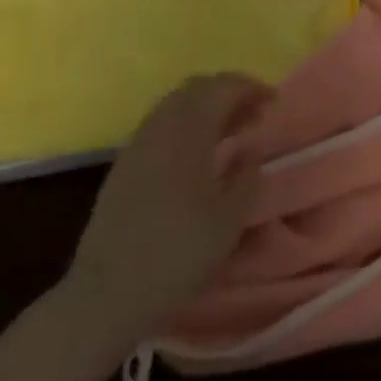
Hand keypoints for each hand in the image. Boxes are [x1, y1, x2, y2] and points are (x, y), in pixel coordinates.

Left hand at [67, 73, 271, 334]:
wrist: (106, 294)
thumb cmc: (178, 253)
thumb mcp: (230, 219)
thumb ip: (247, 175)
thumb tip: (251, 148)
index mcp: (190, 128)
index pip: (224, 86)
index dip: (251, 88)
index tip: (273, 102)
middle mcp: (161, 124)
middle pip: (197, 87)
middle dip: (228, 92)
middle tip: (252, 114)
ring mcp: (138, 142)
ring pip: (175, 104)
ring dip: (204, 107)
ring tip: (228, 132)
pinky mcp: (123, 164)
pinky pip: (160, 124)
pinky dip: (184, 124)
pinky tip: (195, 154)